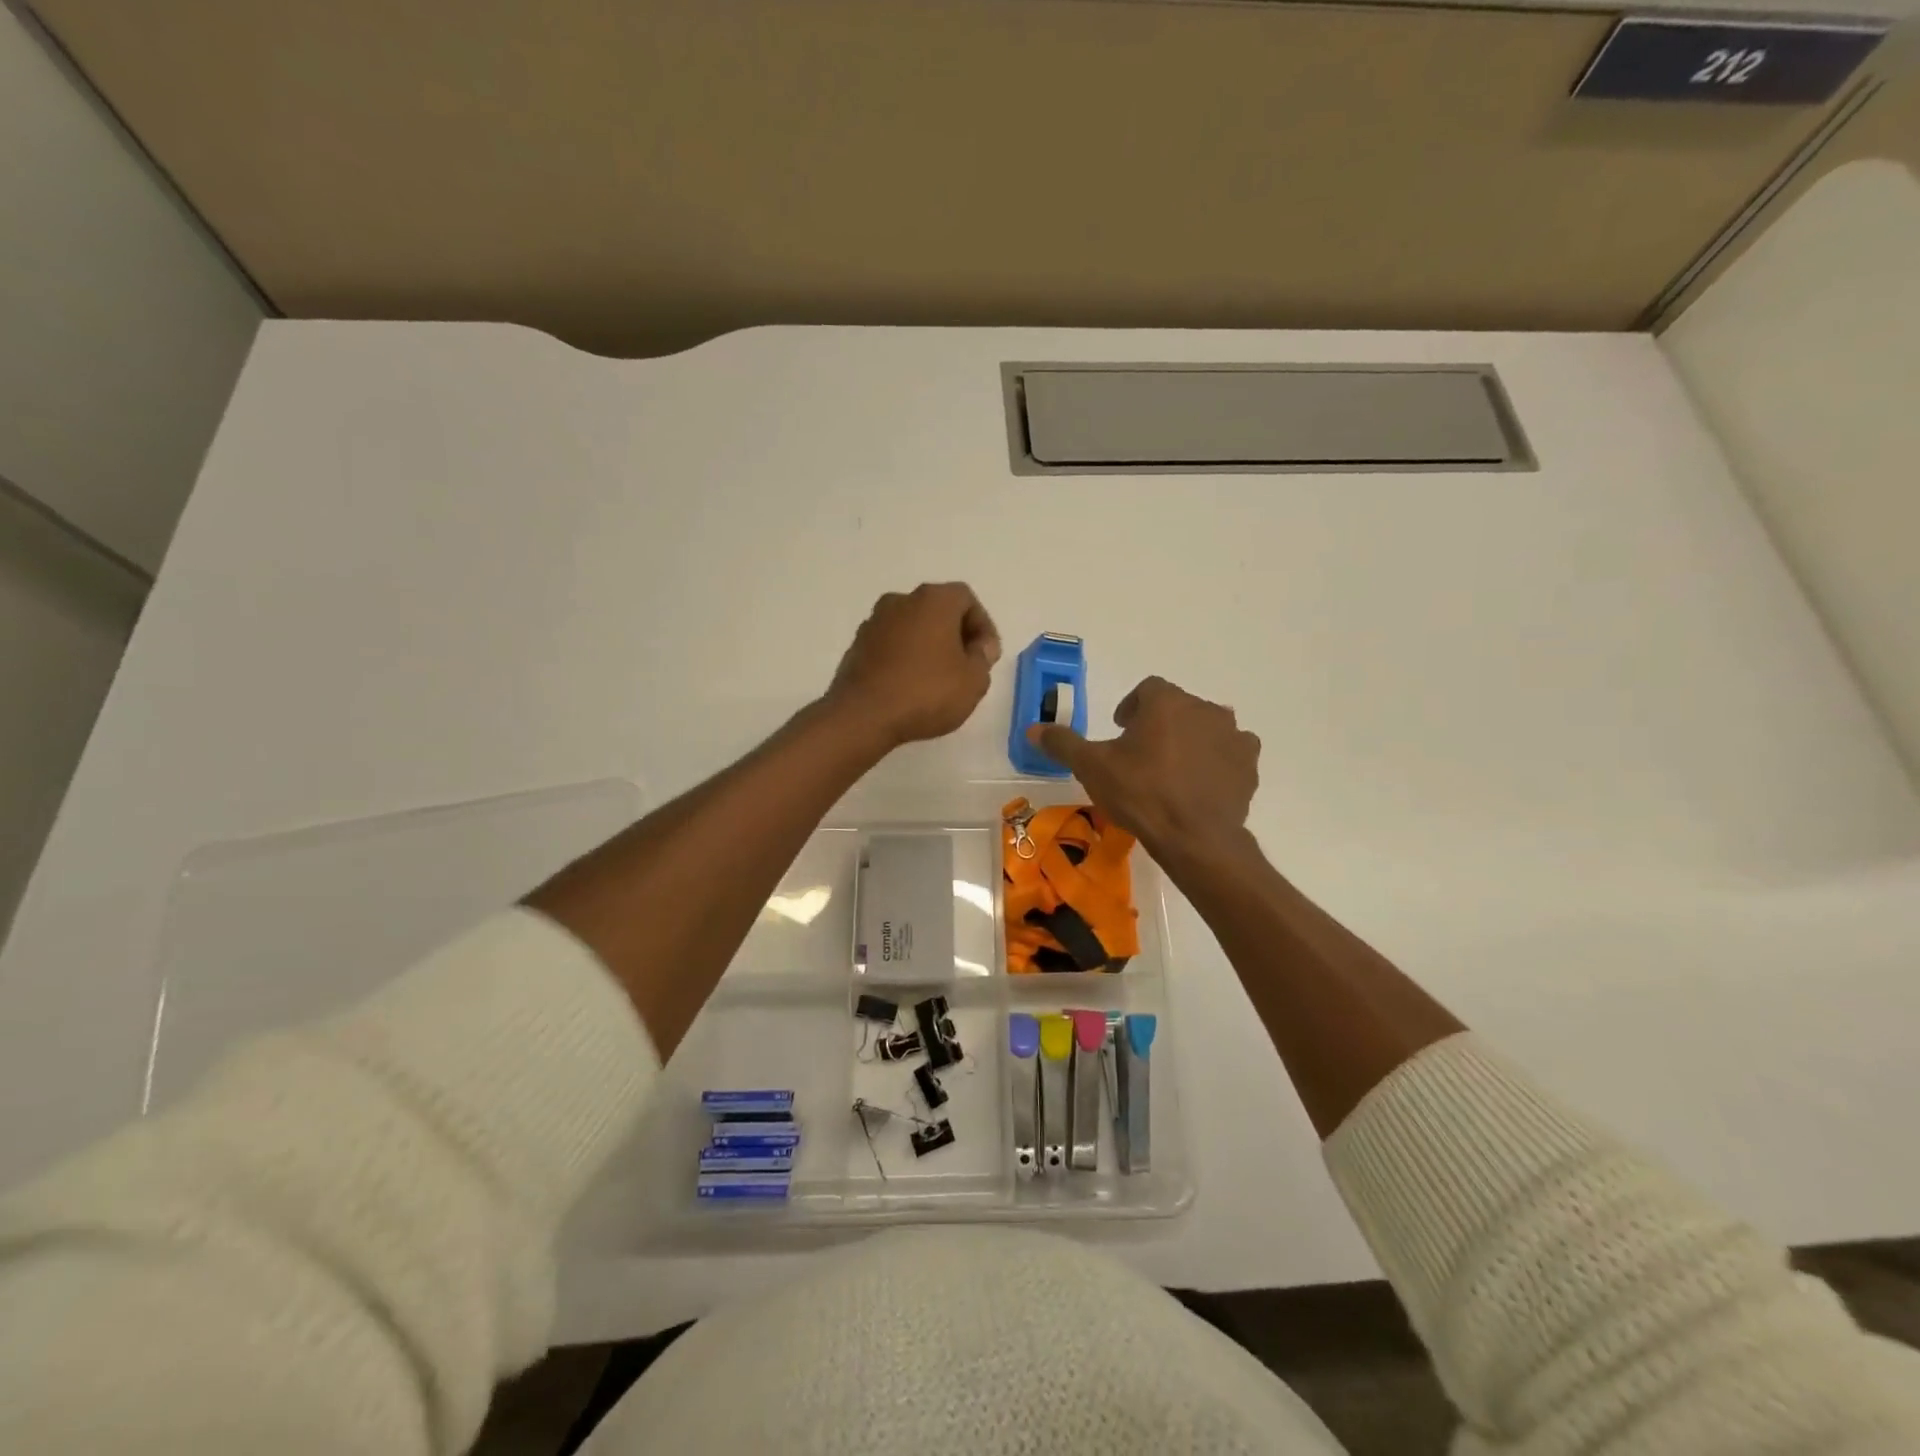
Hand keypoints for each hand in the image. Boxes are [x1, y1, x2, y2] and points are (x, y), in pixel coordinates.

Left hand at [826, 583, 1000, 749]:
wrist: (863, 716)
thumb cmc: (926, 693)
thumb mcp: (974, 680)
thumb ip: (983, 657)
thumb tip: (978, 645)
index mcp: (933, 600)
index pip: (966, 599)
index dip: (982, 626)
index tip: (986, 656)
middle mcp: (901, 601)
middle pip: (937, 610)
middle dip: (955, 634)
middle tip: (966, 666)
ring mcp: (874, 622)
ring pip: (912, 627)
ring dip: (928, 646)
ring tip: (938, 679)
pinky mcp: (857, 646)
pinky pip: (891, 645)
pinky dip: (905, 658)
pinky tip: (911, 686)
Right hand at [1029, 676, 1258, 860]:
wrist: (1195, 838)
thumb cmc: (1140, 794)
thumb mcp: (1092, 767)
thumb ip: (1063, 743)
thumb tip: (1032, 729)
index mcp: (1166, 702)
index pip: (1148, 689)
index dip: (1132, 707)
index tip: (1121, 730)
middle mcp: (1205, 708)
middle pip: (1178, 707)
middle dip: (1160, 724)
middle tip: (1142, 755)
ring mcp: (1233, 736)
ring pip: (1206, 728)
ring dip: (1190, 740)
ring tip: (1172, 771)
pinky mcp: (1249, 764)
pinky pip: (1230, 753)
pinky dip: (1216, 761)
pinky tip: (1200, 785)